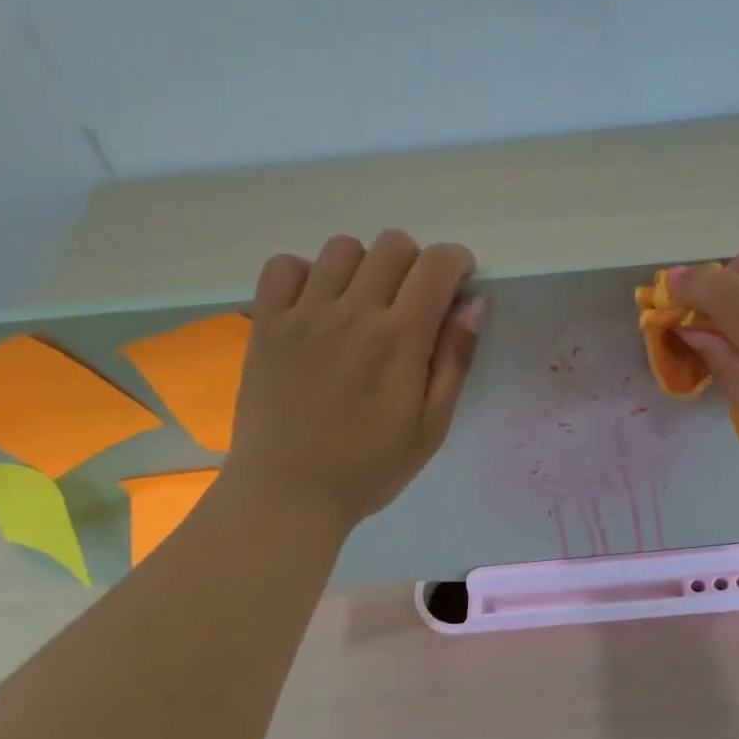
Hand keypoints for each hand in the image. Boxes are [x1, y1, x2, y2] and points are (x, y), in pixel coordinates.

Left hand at [223, 231, 484, 531]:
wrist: (288, 493)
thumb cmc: (369, 468)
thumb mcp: (431, 426)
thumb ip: (454, 361)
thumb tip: (472, 304)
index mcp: (400, 338)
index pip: (435, 265)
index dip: (456, 261)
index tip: (458, 281)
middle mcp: (352, 312)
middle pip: (392, 245)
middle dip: (415, 262)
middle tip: (414, 300)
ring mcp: (303, 314)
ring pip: (341, 248)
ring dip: (365, 266)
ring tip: (364, 303)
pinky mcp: (266, 324)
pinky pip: (284, 266)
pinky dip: (306, 273)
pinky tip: (316, 305)